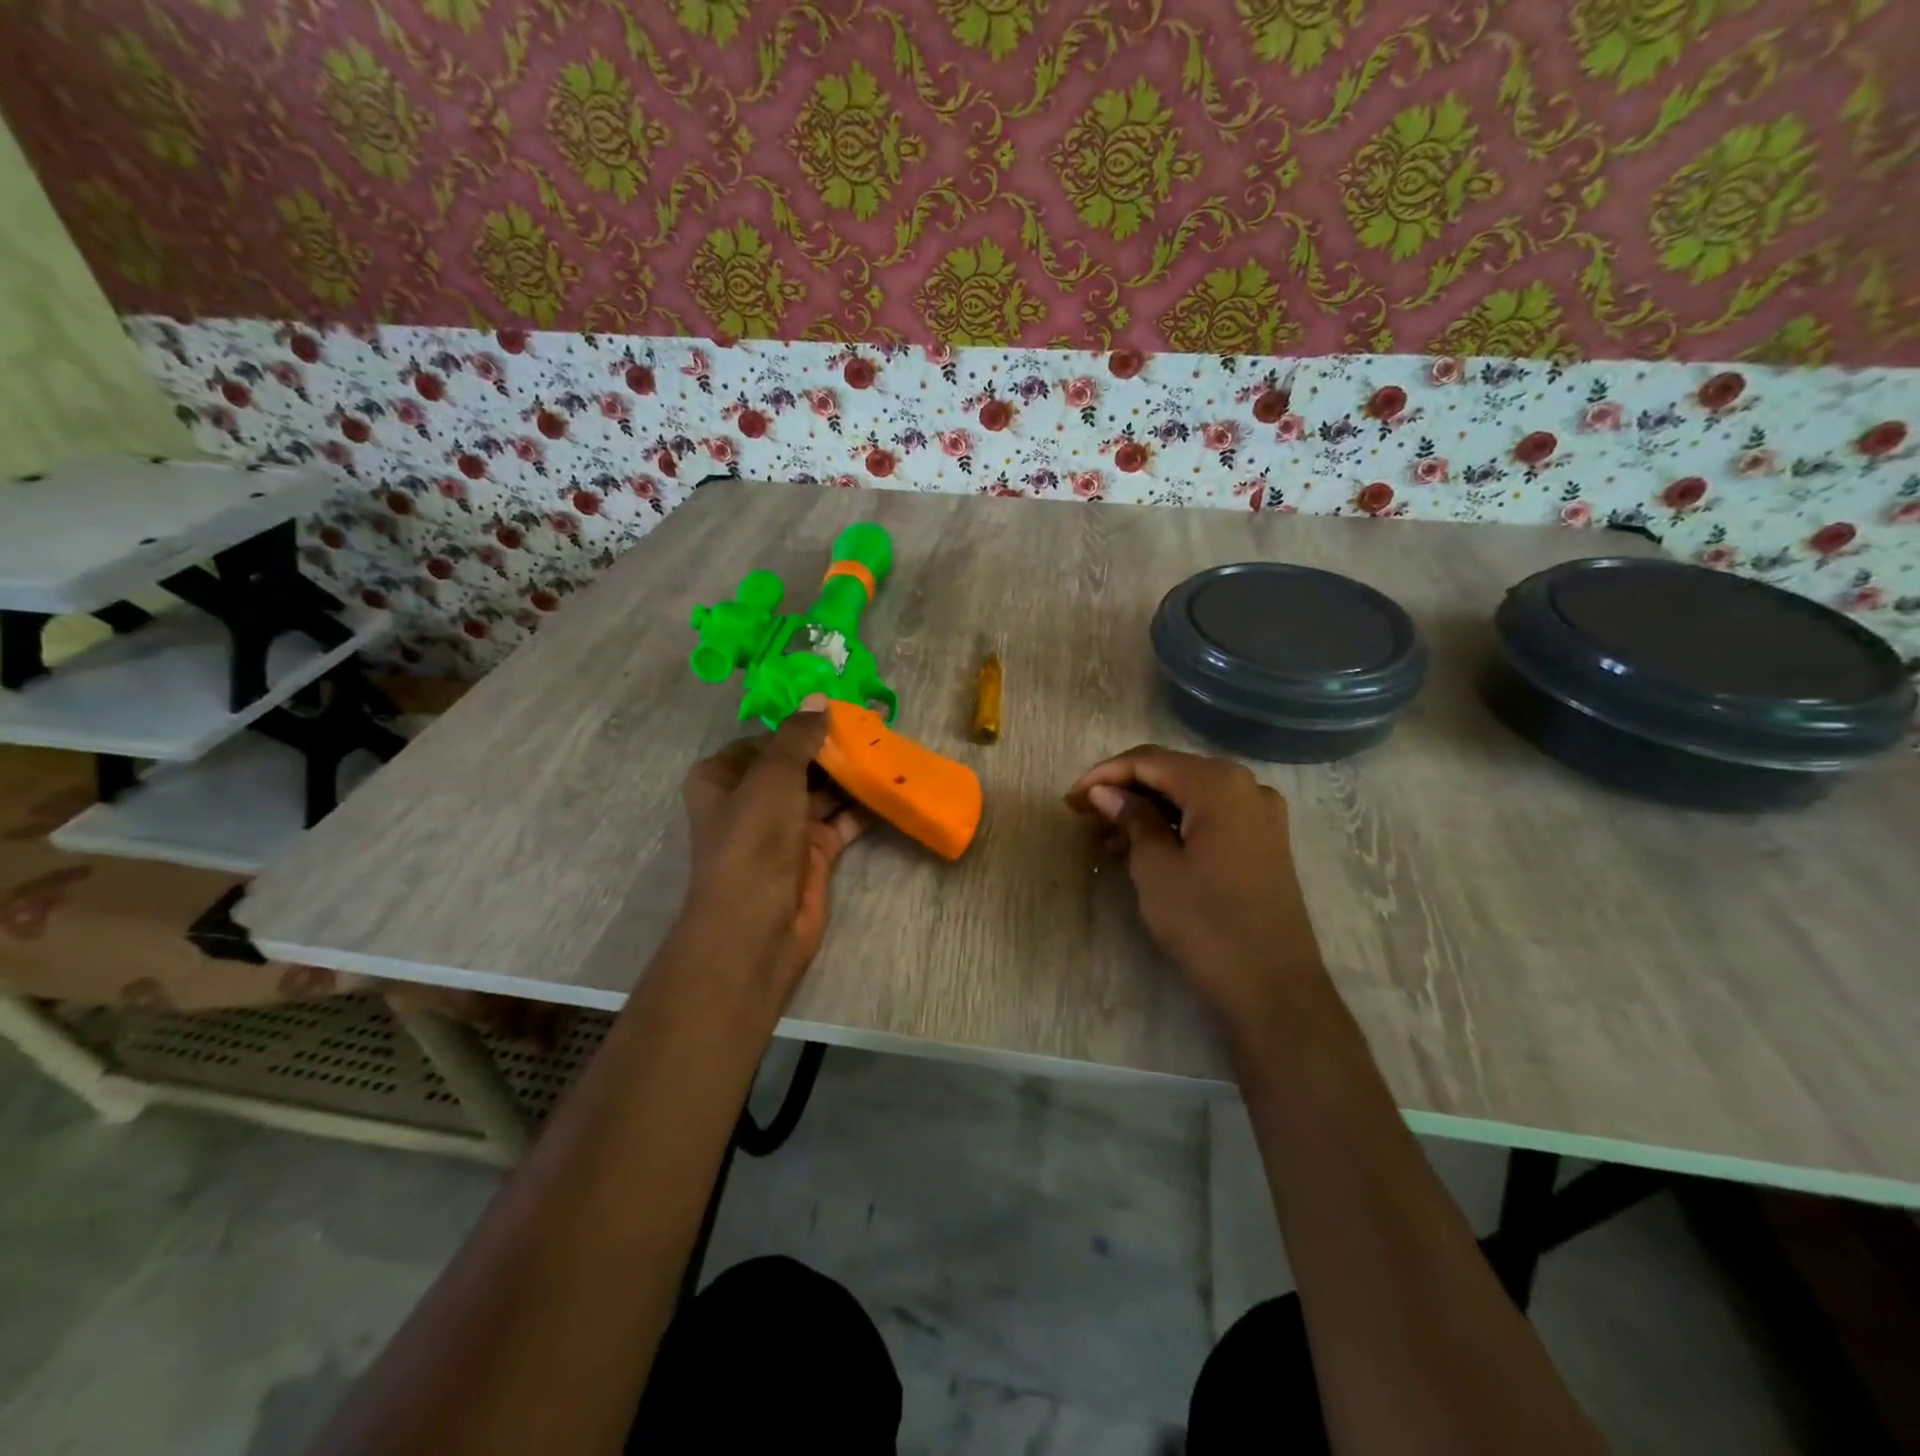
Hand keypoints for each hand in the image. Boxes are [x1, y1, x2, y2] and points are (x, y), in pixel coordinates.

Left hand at [678, 699, 867, 1003]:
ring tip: (891, 748)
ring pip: (823, 791)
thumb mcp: (774, 776)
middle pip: (799, 763)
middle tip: (879, 724)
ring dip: (852, 774)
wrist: (757, 925)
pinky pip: (841, 820)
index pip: (769, 739)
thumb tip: (817, 699)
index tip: (845, 708)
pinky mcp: (812, 853)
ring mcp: (784, 828)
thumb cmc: (754, 839)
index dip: (805, 723)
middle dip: (835, 747)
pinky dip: (863, 806)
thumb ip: (798, 736)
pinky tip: (891, 785)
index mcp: (724, 776)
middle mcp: (752, 799)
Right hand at [1066, 745, 1327, 1042]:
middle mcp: (1246, 786)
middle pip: (1171, 773)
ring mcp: (1261, 814)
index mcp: (1218, 784)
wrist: (1273, 987)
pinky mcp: (1264, 841)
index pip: (1148, 761)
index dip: (1104, 775)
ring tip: (1106, 837)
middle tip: (1084, 816)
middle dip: (1124, 790)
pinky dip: (1175, 824)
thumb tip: (1105, 791)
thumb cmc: (1206, 923)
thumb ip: (1131, 817)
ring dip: (1147, 809)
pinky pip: (1211, 816)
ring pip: (1190, 796)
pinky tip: (1145, 845)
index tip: (1070, 800)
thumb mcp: (1155, 867)